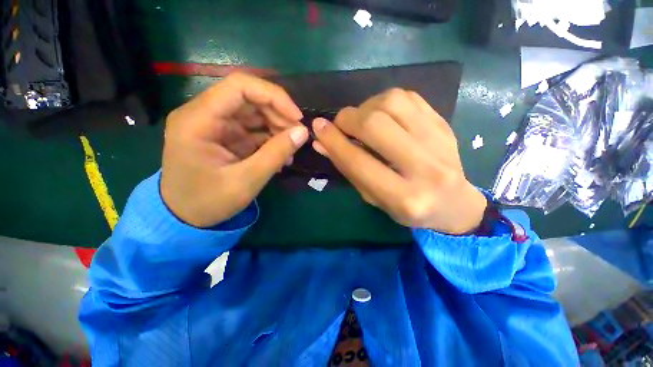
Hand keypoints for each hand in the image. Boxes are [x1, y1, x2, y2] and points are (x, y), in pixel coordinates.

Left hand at [161, 73, 308, 226]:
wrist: (185, 217)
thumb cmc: (209, 202)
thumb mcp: (247, 181)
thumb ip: (276, 154)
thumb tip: (303, 132)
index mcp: (198, 120)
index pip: (240, 86)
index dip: (274, 96)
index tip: (297, 117)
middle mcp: (203, 114)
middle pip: (249, 98)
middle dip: (278, 115)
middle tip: (297, 137)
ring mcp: (214, 124)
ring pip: (253, 112)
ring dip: (277, 127)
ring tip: (290, 150)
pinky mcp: (224, 135)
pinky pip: (252, 128)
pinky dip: (270, 138)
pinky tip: (281, 155)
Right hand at [312, 89, 486, 233]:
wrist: (455, 203)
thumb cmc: (408, 208)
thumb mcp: (374, 198)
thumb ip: (348, 170)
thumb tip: (321, 142)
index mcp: (403, 197)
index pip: (359, 162)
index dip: (334, 141)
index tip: (317, 127)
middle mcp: (424, 168)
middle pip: (375, 125)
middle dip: (348, 119)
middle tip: (341, 124)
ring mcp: (439, 140)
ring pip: (391, 103)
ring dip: (366, 107)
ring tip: (362, 120)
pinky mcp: (444, 124)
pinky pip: (408, 97)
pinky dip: (385, 100)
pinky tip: (382, 114)